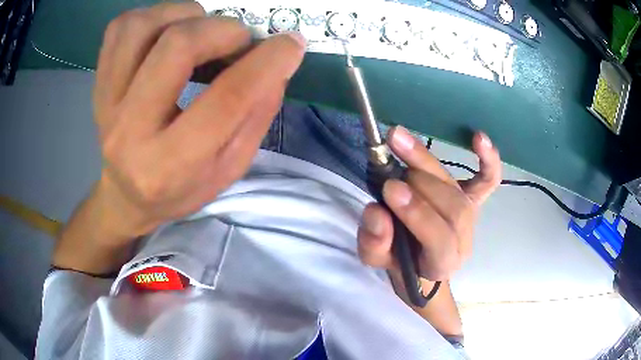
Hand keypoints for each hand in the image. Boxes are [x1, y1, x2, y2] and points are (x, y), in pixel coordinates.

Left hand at [92, 3, 305, 243]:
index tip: (291, 44)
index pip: (226, 101)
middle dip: (223, 30)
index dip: (267, 62)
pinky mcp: (98, 83)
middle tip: (238, 40)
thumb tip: (277, 62)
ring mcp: (106, 102)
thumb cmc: (180, 189)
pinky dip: (152, 16)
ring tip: (199, 30)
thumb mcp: (228, 169)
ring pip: (143, 26)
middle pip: (177, 47)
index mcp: (170, 166)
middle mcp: (130, 131)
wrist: (126, 197)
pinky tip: (166, 32)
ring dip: (184, 15)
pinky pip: (121, 28)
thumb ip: (256, 116)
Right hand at [358, 126, 501, 280]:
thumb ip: (375, 242)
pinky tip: (479, 138)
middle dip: (420, 185)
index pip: (439, 240)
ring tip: (399, 141)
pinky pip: (488, 180)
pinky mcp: (475, 199)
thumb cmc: (400, 261)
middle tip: (390, 170)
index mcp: (441, 263)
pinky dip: (488, 160)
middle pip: (453, 208)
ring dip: (427, 163)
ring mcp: (472, 217)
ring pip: (459, 190)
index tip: (391, 189)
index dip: (418, 214)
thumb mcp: (377, 259)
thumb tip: (377, 211)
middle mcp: (463, 239)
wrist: (421, 260)